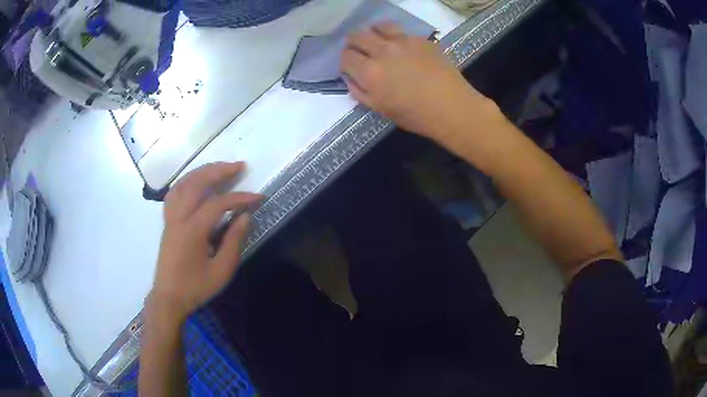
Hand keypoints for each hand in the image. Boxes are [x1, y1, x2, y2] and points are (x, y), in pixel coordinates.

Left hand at [150, 162, 261, 323]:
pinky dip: (186, 181)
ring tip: (219, 168)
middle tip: (239, 165)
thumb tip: (245, 217)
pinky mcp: (167, 221)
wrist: (168, 298)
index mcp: (193, 230)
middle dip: (219, 170)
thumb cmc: (196, 287)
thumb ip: (234, 241)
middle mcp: (179, 217)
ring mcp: (170, 217)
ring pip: (183, 183)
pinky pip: (174, 192)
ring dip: (202, 171)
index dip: (240, 198)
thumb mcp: (221, 271)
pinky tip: (195, 182)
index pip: (219, 203)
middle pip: (197, 182)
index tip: (259, 198)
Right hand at [341, 23, 491, 139]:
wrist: (452, 107)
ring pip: (378, 26)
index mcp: (370, 72)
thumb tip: (351, 78)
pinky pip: (401, 31)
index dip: (345, 61)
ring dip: (373, 33)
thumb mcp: (381, 110)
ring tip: (379, 42)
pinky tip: (403, 47)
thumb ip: (360, 92)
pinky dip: (395, 37)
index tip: (351, 67)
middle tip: (360, 52)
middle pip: (357, 36)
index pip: (345, 56)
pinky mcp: (420, 39)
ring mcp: (403, 41)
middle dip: (353, 44)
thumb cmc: (415, 115)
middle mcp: (383, 51)